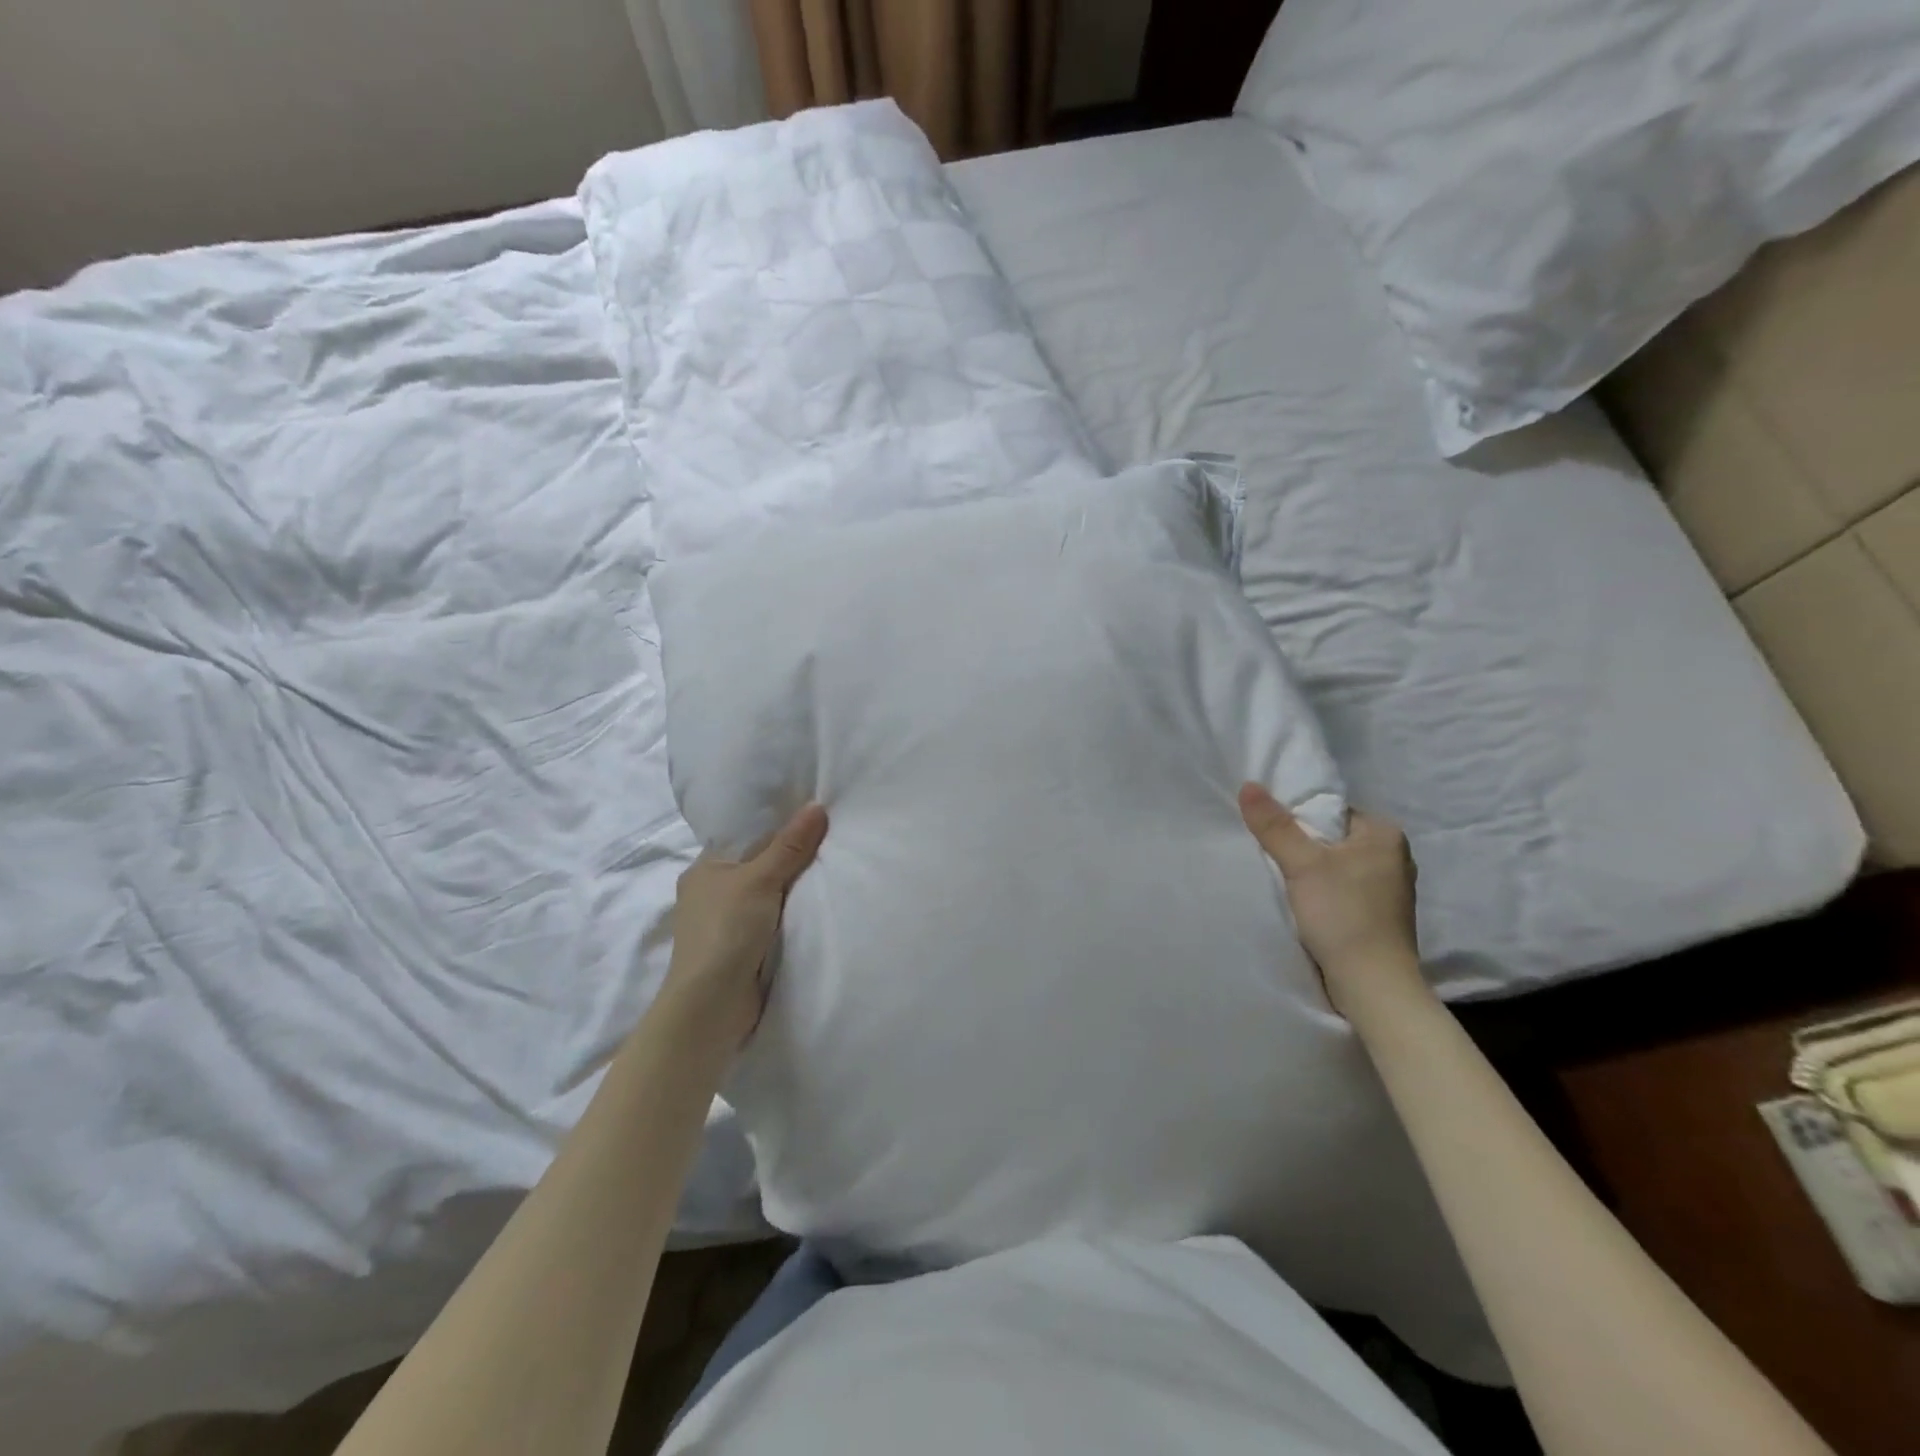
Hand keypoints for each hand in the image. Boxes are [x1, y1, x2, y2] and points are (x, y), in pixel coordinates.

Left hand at [664, 804, 828, 1048]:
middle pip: (759, 865)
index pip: (745, 837)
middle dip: (790, 859)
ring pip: (767, 895)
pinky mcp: (739, 949)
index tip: (812, 815)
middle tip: (832, 838)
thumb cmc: (727, 931)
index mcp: (704, 868)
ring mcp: (725, 923)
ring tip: (833, 866)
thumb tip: (816, 806)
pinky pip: (771, 922)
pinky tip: (817, 905)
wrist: (712, 1005)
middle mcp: (711, 892)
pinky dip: (790, 916)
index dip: (777, 826)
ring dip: (792, 891)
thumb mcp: (761, 880)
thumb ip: (790, 846)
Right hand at [1237, 783, 1426, 1014]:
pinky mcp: (1380, 915)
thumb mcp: (1302, 864)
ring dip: (1310, 872)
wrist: (1372, 985)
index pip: (1331, 810)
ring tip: (1284, 881)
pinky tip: (1304, 904)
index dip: (1298, 819)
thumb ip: (1275, 825)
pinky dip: (1322, 893)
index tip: (1272, 834)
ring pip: (1335, 865)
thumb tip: (1248, 784)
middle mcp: (1394, 856)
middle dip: (1302, 846)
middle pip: (1331, 838)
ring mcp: (1389, 888)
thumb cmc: (1343, 915)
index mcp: (1385, 834)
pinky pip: (1342, 889)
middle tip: (1272, 857)